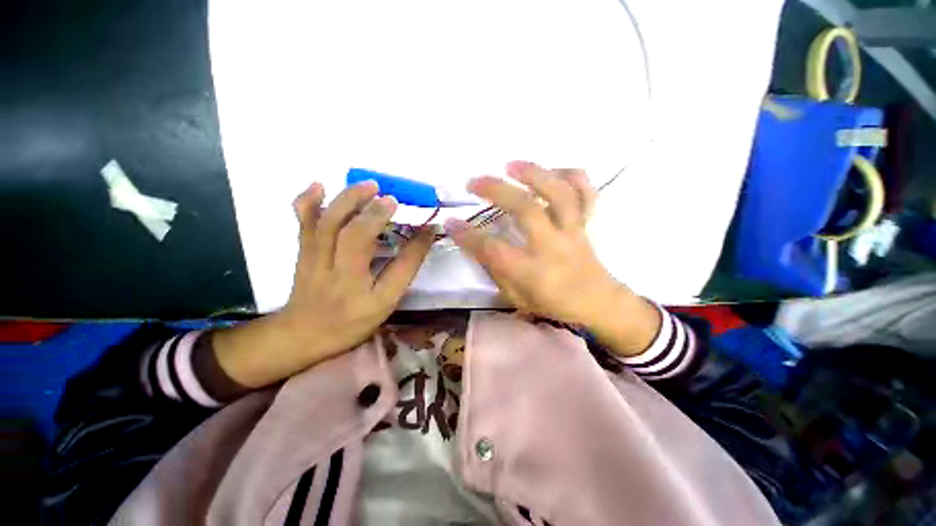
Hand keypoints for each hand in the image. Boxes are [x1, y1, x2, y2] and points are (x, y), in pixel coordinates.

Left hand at [214, 181, 433, 387]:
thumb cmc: (351, 320)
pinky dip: (307, 201)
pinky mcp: (303, 251)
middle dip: (371, 210)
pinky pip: (301, 223)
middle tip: (390, 197)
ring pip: (325, 222)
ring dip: (347, 199)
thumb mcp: (385, 302)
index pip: (386, 258)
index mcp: (359, 288)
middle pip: (348, 232)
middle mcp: (333, 270)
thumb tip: (424, 238)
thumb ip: (404, 269)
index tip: (418, 219)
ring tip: (368, 185)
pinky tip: (319, 185)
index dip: (404, 237)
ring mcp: (313, 258)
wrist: (304, 333)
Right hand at [445, 161, 659, 355]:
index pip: (493, 249)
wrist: (598, 304)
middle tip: (473, 181)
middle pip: (526, 209)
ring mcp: (572, 231)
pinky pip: (586, 193)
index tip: (450, 221)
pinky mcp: (586, 224)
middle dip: (496, 190)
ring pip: (559, 193)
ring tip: (511, 164)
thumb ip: (496, 271)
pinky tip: (552, 170)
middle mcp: (552, 246)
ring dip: (534, 173)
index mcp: (532, 271)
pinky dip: (571, 176)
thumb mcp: (517, 298)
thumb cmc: (553, 305)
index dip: (468, 235)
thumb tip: (477, 245)